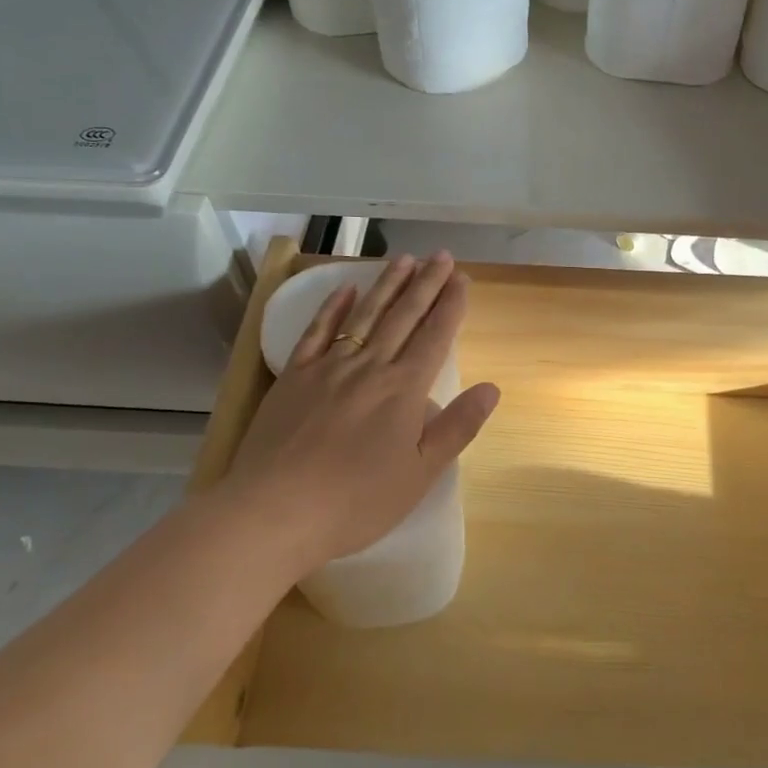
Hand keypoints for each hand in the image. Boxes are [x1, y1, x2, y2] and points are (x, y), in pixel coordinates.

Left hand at [217, 252, 499, 574]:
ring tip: (404, 259)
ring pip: (365, 315)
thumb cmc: (356, 501)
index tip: (461, 278)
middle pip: (403, 316)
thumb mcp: (420, 473)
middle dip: (425, 284)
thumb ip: (457, 427)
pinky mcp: (294, 376)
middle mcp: (370, 367)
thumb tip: (492, 388)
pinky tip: (345, 289)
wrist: (276, 512)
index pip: (435, 336)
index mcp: (404, 389)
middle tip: (441, 255)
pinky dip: (333, 308)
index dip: (451, 305)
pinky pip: (317, 332)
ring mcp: (328, 367)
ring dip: (387, 285)